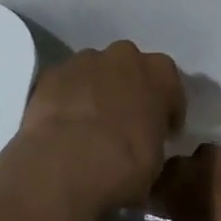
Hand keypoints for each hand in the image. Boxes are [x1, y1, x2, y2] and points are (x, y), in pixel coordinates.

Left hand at [19, 41, 185, 210]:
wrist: (68, 163)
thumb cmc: (126, 164)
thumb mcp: (157, 160)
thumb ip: (153, 139)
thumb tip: (144, 145)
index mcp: (160, 72)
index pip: (169, 84)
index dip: (165, 109)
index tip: (161, 131)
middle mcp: (123, 56)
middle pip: (129, 68)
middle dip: (128, 89)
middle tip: (123, 123)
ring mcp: (83, 60)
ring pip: (94, 71)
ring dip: (95, 91)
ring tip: (88, 126)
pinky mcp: (51, 73)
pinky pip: (65, 83)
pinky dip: (66, 98)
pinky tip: (63, 124)